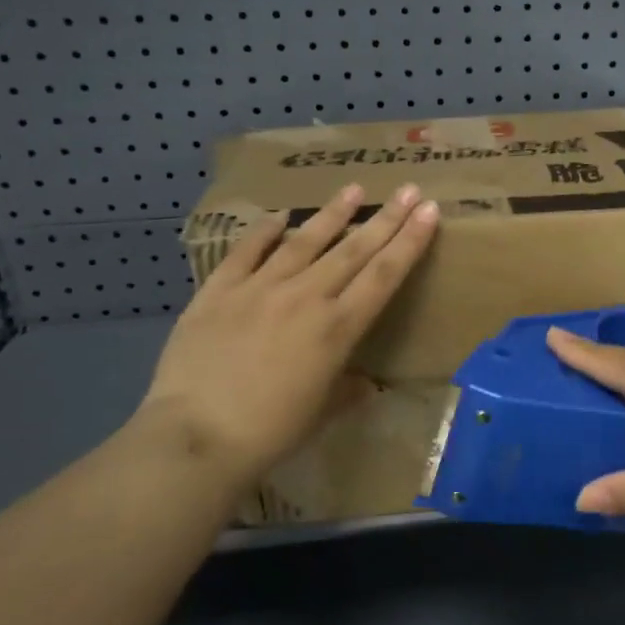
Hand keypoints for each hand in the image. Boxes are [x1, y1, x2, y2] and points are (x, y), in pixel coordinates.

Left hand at [138, 183, 439, 483]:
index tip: (428, 211)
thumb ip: (347, 390)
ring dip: (333, 214)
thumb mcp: (322, 413)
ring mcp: (260, 288)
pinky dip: (263, 231)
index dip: (409, 241)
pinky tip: (279, 215)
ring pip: (304, 241)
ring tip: (353, 189)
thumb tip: (364, 383)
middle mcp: (305, 298)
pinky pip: (246, 252)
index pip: (384, 275)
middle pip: (353, 250)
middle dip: (385, 217)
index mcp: (337, 329)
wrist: (196, 436)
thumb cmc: (270, 432)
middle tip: (409, 189)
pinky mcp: (219, 291)